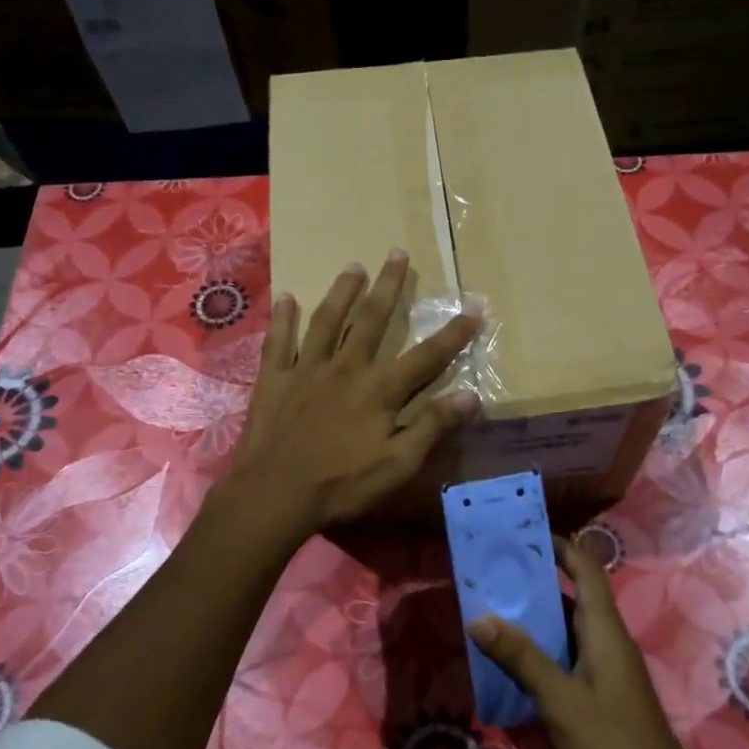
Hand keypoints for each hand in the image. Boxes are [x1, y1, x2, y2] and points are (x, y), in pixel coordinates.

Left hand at [226, 251, 481, 539]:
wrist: (276, 494)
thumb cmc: (342, 485)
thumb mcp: (398, 464)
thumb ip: (433, 427)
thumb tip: (472, 396)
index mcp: (380, 390)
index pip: (426, 356)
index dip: (453, 334)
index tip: (474, 308)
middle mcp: (346, 368)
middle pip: (371, 320)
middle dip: (388, 286)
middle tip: (397, 254)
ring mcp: (307, 370)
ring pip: (327, 320)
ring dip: (342, 291)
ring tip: (353, 266)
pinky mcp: (275, 379)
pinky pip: (279, 341)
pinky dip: (283, 318)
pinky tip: (286, 297)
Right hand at [469, 539, 726, 748]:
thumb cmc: (612, 745)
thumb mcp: (560, 699)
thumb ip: (521, 657)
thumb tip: (479, 617)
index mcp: (605, 630)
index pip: (587, 569)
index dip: (561, 546)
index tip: (524, 534)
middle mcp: (609, 641)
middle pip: (574, 596)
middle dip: (536, 583)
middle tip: (494, 574)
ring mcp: (609, 670)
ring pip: (569, 630)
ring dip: (536, 620)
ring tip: (494, 613)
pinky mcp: (604, 695)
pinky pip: (570, 658)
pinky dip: (543, 653)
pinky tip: (514, 665)